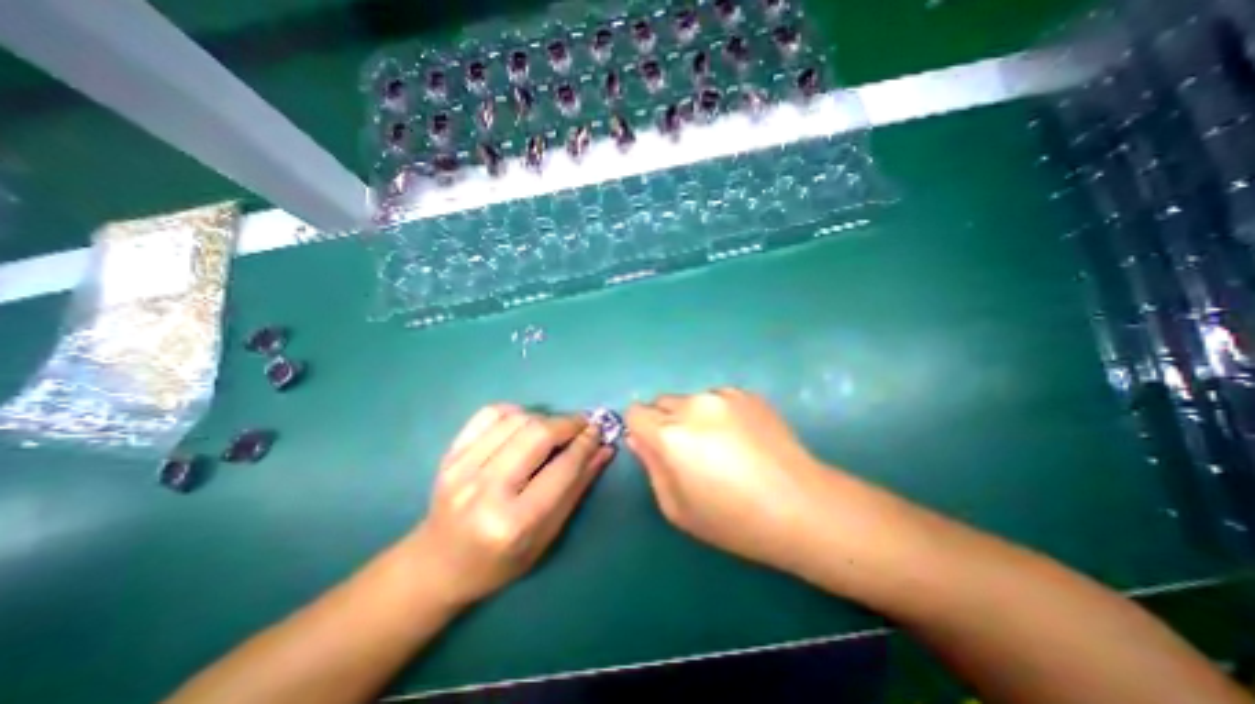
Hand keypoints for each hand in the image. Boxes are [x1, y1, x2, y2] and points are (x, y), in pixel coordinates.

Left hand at [409, 404, 610, 606]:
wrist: (439, 564)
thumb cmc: (501, 561)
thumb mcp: (547, 535)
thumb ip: (577, 487)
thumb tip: (603, 449)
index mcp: (514, 522)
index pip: (562, 468)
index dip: (585, 444)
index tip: (599, 431)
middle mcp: (485, 490)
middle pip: (538, 434)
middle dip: (568, 423)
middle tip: (582, 425)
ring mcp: (462, 468)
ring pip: (517, 419)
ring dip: (544, 417)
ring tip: (555, 429)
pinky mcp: (450, 454)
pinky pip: (490, 414)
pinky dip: (515, 412)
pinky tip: (524, 423)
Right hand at [628, 388, 831, 573]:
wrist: (800, 506)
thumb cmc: (733, 518)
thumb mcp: (677, 507)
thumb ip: (651, 466)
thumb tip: (639, 438)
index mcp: (671, 434)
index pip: (635, 412)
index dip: (641, 429)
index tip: (655, 447)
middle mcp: (693, 405)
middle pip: (661, 402)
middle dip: (665, 422)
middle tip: (689, 451)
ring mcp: (723, 395)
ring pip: (690, 399)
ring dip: (693, 416)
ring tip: (721, 445)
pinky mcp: (747, 394)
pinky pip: (718, 398)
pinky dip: (719, 413)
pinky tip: (743, 438)